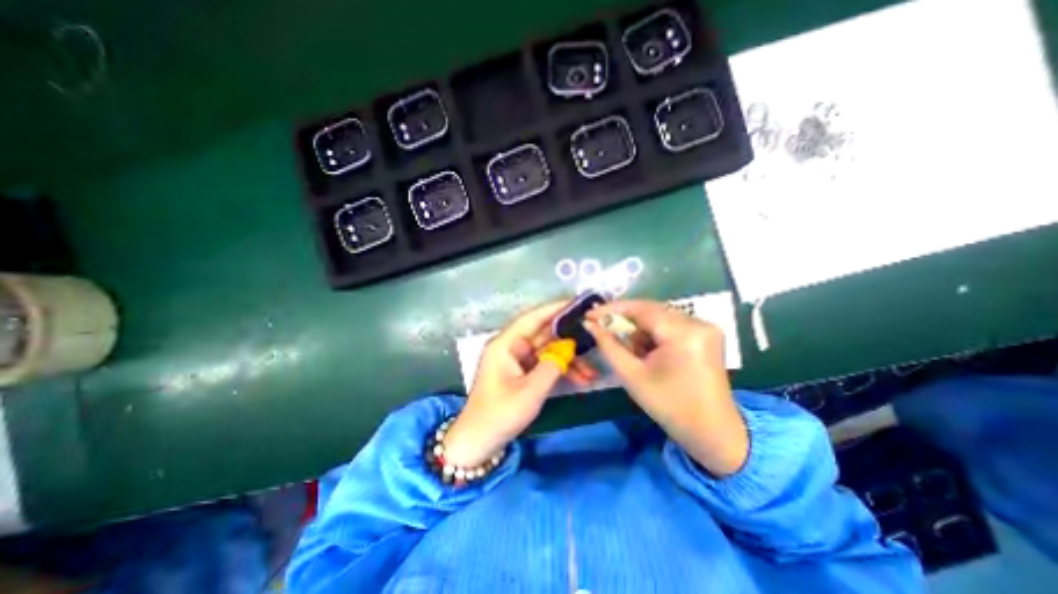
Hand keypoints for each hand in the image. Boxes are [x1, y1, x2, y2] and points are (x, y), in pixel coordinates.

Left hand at [443, 303, 598, 468]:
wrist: (479, 443)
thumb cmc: (500, 415)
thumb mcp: (530, 391)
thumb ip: (552, 366)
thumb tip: (569, 348)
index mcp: (506, 344)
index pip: (532, 318)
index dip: (554, 309)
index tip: (577, 304)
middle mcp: (512, 347)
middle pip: (544, 335)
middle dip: (569, 339)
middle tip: (594, 336)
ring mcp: (518, 361)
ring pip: (548, 352)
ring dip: (569, 360)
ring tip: (593, 372)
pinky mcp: (523, 373)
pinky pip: (546, 365)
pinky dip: (562, 371)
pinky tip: (582, 379)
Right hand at [582, 300, 746, 475]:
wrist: (712, 432)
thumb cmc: (669, 406)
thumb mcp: (632, 375)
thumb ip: (608, 345)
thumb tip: (589, 324)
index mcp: (683, 333)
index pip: (641, 309)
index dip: (612, 309)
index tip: (589, 314)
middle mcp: (698, 322)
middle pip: (650, 310)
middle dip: (624, 319)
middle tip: (601, 327)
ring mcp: (705, 326)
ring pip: (658, 315)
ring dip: (638, 328)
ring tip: (628, 348)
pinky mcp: (705, 333)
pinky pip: (669, 323)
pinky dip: (652, 333)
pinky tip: (645, 350)